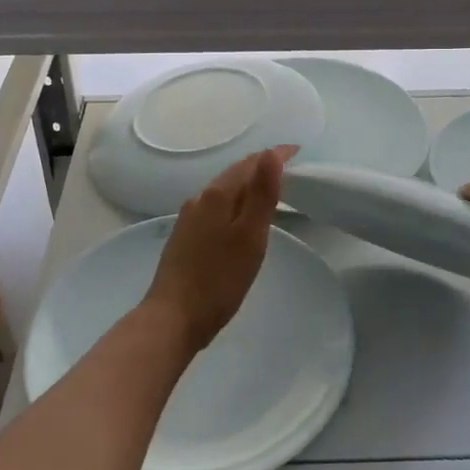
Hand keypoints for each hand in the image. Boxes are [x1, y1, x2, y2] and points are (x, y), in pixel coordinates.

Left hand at [141, 146, 293, 352]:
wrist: (172, 318)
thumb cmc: (219, 280)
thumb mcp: (250, 236)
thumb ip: (261, 194)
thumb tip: (270, 153)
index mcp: (217, 195)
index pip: (250, 164)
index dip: (274, 156)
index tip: (297, 151)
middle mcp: (199, 199)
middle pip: (234, 174)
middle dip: (259, 167)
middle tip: (287, 167)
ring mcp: (188, 218)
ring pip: (222, 191)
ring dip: (245, 184)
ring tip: (267, 189)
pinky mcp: (184, 237)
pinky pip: (214, 207)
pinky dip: (233, 202)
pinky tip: (238, 217)